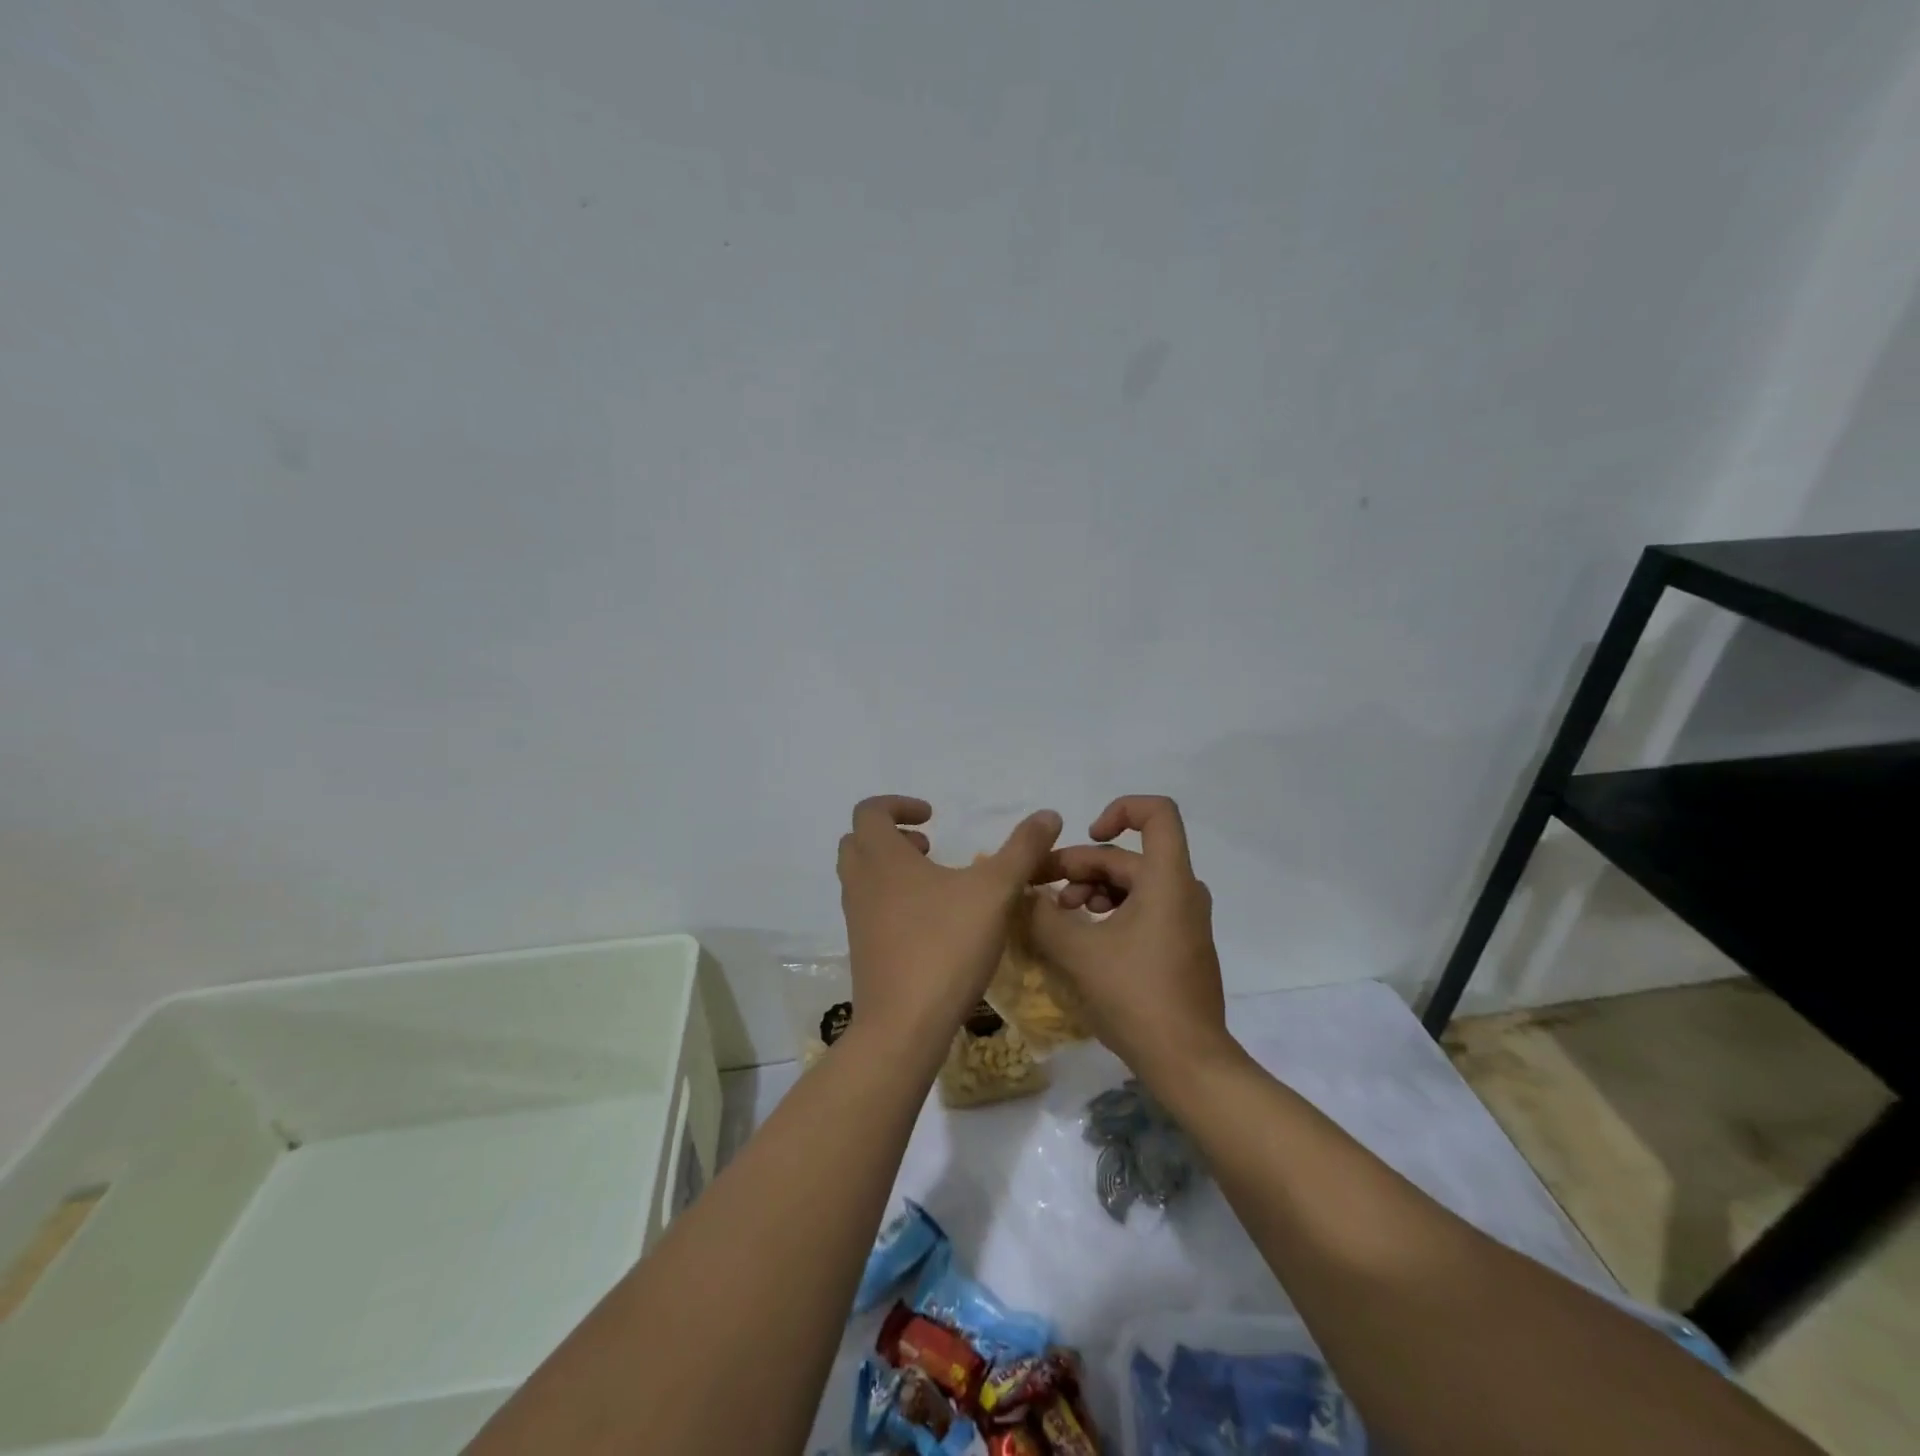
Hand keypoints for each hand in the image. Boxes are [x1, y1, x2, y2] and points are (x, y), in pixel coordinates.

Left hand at [838, 796, 1063, 1050]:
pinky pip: (869, 907)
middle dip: (891, 834)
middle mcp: (860, 883)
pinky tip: (932, 922)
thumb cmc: (946, 946)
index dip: (899, 805)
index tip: (932, 817)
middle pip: (858, 841)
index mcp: (882, 858)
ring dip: (891, 867)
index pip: (870, 811)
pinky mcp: (863, 950)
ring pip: (862, 876)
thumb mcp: (995, 891)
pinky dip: (892, 898)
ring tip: (935, 882)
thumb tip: (1049, 814)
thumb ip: (1023, 849)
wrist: (904, 1025)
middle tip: (928, 846)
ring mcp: (856, 919)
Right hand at [1026, 795, 1230, 1079]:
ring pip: (1132, 885)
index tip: (1087, 835)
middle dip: (1080, 867)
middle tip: (1040, 891)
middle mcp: (1183, 891)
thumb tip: (1019, 894)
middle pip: (1128, 857)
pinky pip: (1142, 910)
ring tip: (1059, 917)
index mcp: (1168, 879)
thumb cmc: (1137, 997)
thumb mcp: (1078, 952)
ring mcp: (1184, 920)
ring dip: (1091, 891)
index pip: (1157, 813)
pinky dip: (1109, 913)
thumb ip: (1042, 915)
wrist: (1189, 1063)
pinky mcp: (1179, 946)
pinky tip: (1081, 938)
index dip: (1119, 809)